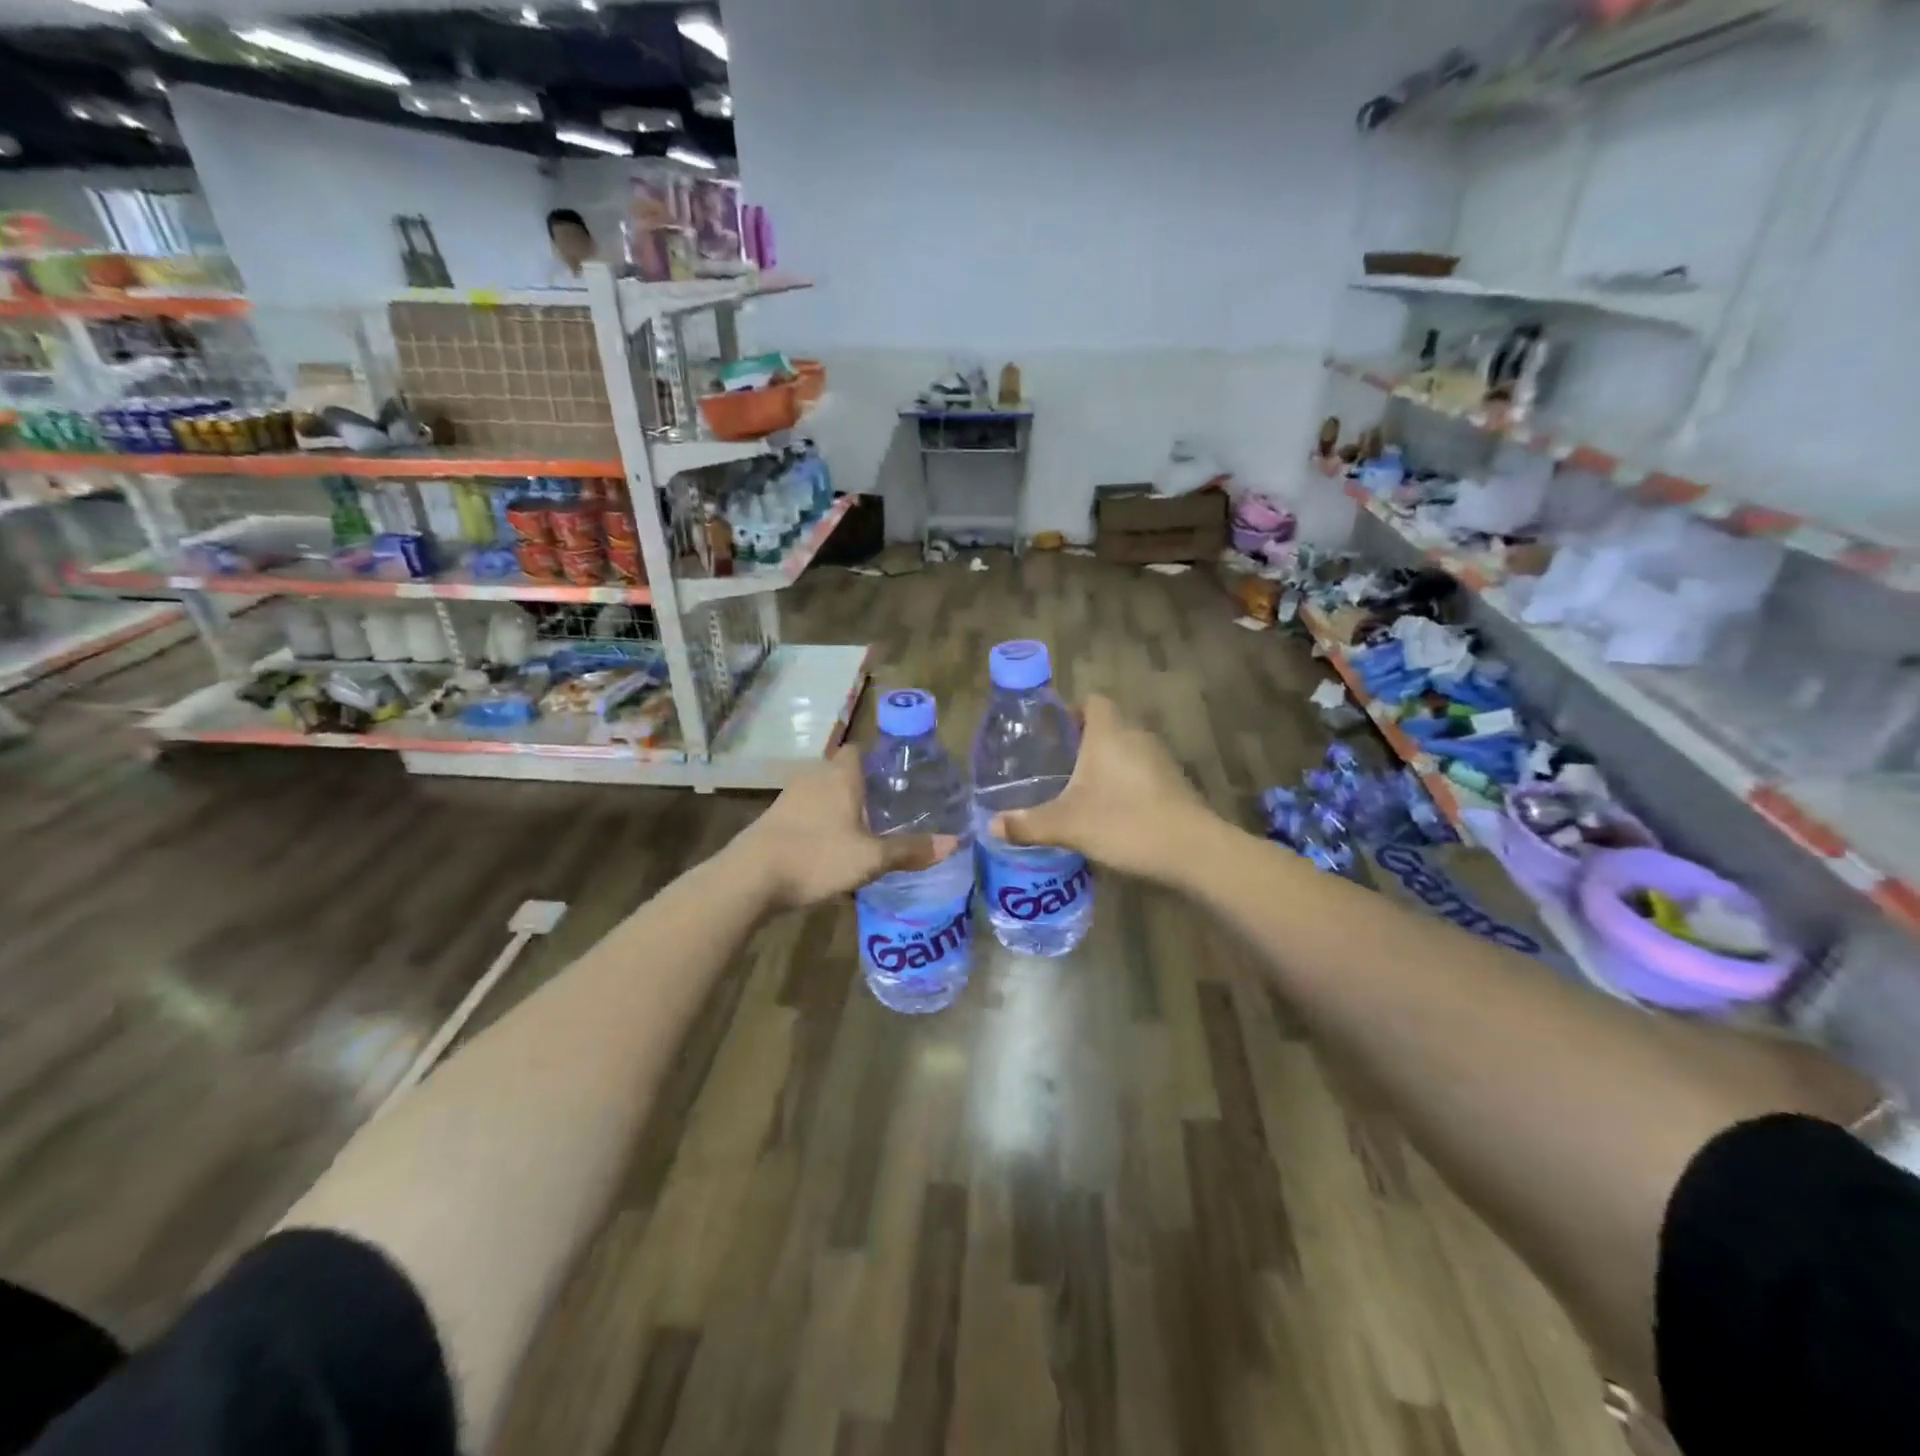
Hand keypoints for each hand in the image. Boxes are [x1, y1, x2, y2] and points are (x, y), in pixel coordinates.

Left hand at [734, 748, 960, 910]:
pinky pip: (807, 813)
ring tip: (865, 830)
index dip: (879, 760)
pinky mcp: (774, 820)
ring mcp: (790, 798)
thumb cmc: (817, 856)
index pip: (860, 750)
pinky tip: (832, 848)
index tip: (898, 778)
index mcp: (840, 776)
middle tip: (889, 808)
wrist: (750, 878)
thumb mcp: (871, 858)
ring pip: (823, 793)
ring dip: (840, 807)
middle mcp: (814, 778)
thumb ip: (910, 850)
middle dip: (864, 787)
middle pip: (842, 772)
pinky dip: (821, 823)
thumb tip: (954, 843)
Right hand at [991, 695, 1217, 882]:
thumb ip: (1028, 824)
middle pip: (1109, 727)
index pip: (1093, 702)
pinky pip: (1143, 773)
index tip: (1053, 734)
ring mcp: (1161, 761)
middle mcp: (1136, 737)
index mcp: (1109, 734)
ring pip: (1126, 751)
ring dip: (1107, 765)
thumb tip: (991, 826)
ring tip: (1082, 790)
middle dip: (1084, 743)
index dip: (1073, 711)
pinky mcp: (1175, 784)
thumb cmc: (1123, 822)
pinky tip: (1113, 811)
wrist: (1191, 850)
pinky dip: (1127, 784)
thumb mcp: (1067, 825)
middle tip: (1058, 766)